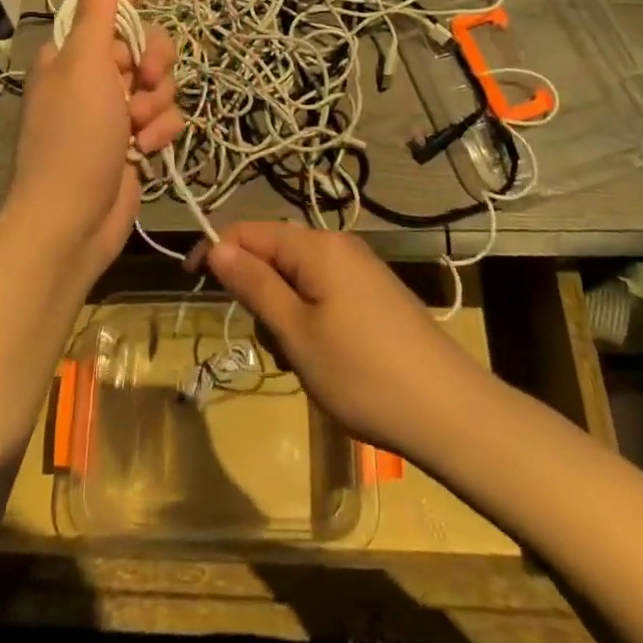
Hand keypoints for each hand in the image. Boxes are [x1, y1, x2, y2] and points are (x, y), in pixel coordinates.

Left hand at [6, 0, 186, 273]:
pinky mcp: (133, 139)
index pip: (118, 0)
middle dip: (155, 64)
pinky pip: (164, 117)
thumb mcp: (84, 68)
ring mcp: (114, 109)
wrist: (71, 222)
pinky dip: (160, 131)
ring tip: (137, 129)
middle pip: (148, 44)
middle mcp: (94, 74)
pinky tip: (146, 150)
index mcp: (75, 50)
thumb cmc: (74, 137)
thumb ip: (94, 16)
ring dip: (156, 104)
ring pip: (161, 83)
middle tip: (144, 83)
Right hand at [190, 223, 484, 459]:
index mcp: (316, 246)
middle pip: (275, 254)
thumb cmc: (363, 373)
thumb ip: (254, 285)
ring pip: (298, 279)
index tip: (190, 281)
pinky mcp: (375, 295)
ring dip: (284, 315)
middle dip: (258, 293)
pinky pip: (324, 294)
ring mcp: (361, 270)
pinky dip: (310, 321)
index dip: (216, 250)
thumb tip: (216, 247)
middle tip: (272, 344)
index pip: (249, 231)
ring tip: (302, 362)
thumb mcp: (296, 333)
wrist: (451, 411)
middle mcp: (339, 246)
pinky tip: (326, 361)